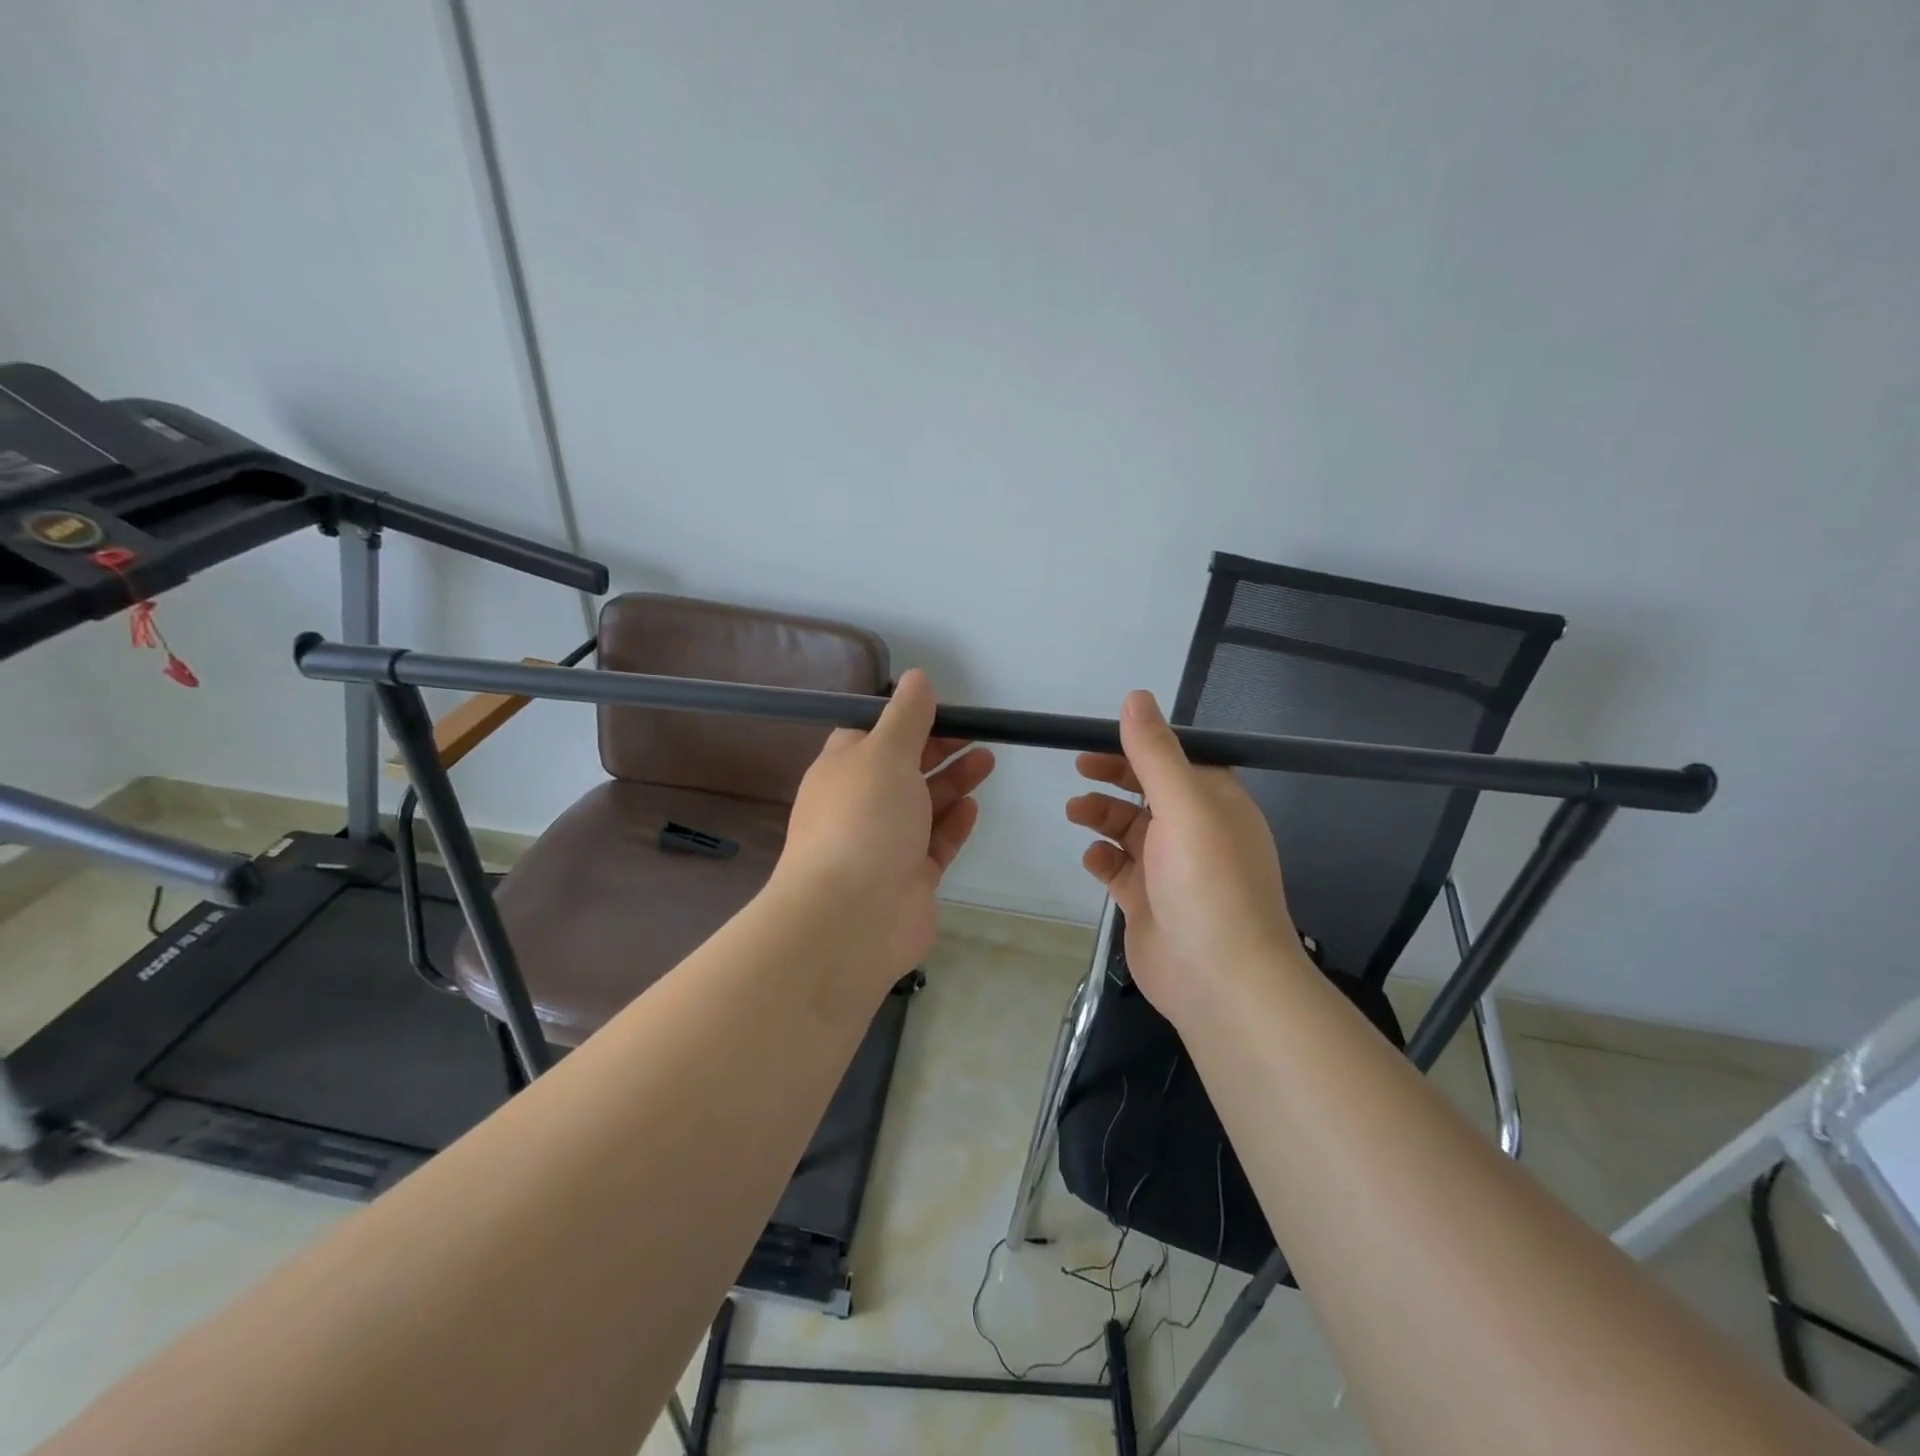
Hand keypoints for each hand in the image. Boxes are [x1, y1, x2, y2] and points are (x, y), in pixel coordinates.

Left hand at [771, 668, 993, 983]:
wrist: (851, 917)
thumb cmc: (864, 820)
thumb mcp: (885, 752)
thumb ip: (907, 715)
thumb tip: (917, 677)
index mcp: (843, 770)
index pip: (872, 736)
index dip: (907, 721)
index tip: (945, 712)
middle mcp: (860, 805)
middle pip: (903, 770)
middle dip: (939, 750)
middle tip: (978, 736)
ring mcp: (884, 844)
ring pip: (923, 806)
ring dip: (953, 782)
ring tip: (988, 761)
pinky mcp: (908, 879)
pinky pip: (934, 845)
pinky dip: (952, 824)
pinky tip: (972, 808)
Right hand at [1066, 690, 1306, 1023]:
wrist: (1219, 979)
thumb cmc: (1207, 881)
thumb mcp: (1184, 804)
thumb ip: (1155, 752)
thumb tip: (1136, 697)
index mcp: (1216, 803)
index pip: (1177, 760)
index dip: (1141, 745)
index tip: (1102, 736)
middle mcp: (1196, 831)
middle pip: (1149, 791)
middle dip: (1115, 777)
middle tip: (1079, 767)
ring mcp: (1170, 869)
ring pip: (1129, 829)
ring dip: (1102, 815)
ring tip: (1075, 811)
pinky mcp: (1147, 901)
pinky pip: (1118, 869)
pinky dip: (1102, 859)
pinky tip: (1093, 859)